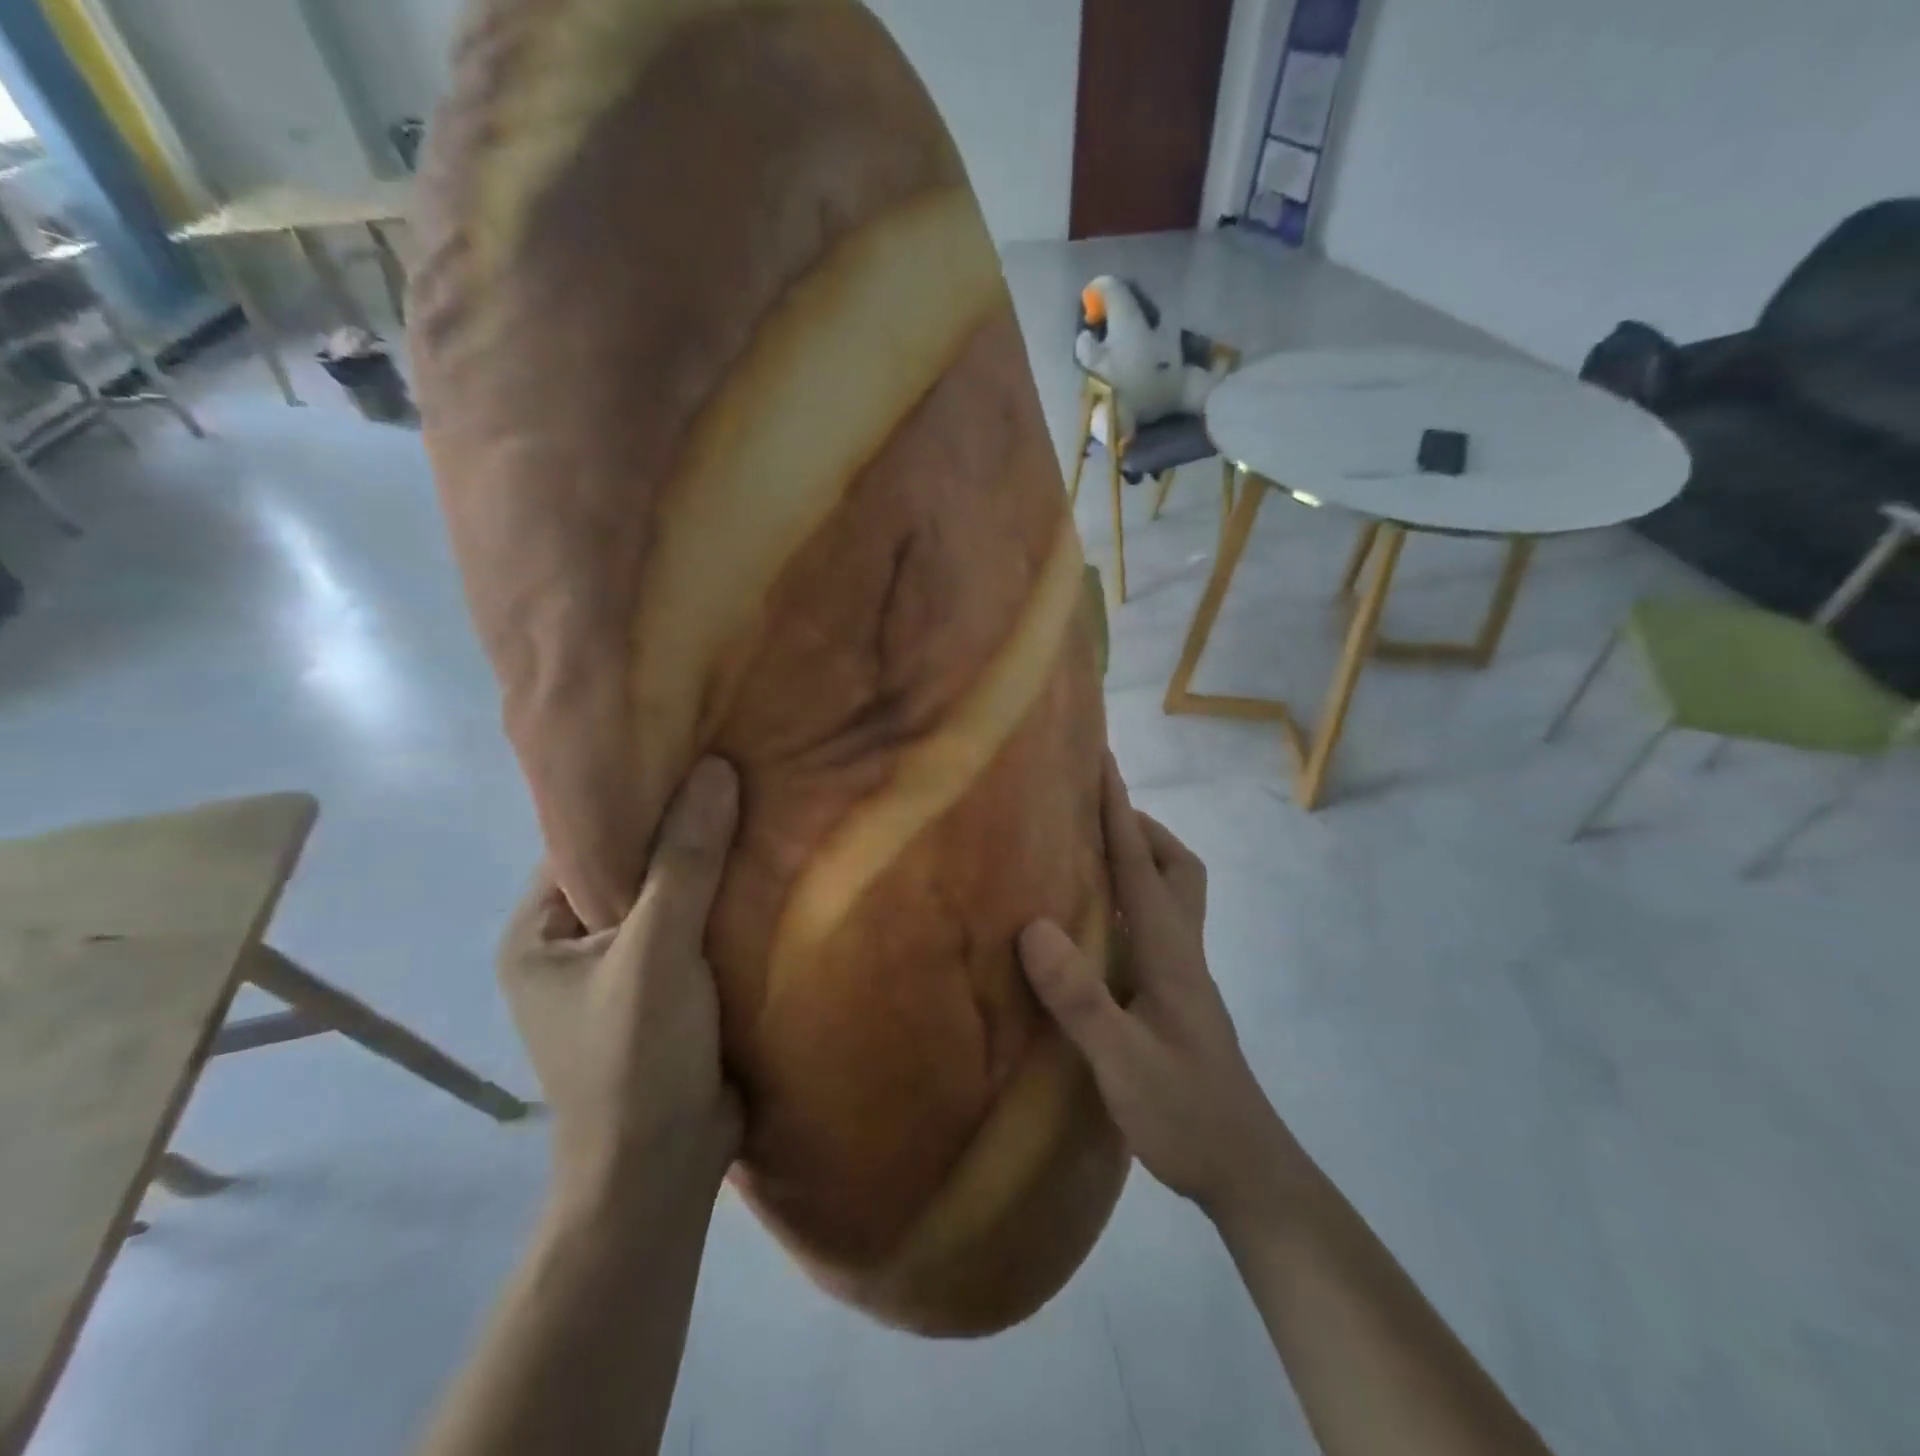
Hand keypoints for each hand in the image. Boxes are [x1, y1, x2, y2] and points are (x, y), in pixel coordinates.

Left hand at [497, 758, 743, 1206]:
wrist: (662, 1176)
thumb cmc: (636, 1060)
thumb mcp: (657, 952)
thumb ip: (685, 862)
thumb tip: (714, 769)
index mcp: (538, 932)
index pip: (585, 839)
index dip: (638, 796)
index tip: (694, 753)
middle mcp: (572, 946)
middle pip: (631, 866)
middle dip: (682, 831)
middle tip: (738, 774)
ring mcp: (621, 972)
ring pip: (671, 899)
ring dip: (711, 869)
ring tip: (762, 810)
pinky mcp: (667, 992)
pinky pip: (696, 931)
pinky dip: (726, 906)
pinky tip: (768, 871)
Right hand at [1019, 755, 1287, 1218]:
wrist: (1246, 1170)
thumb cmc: (1186, 1113)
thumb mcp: (1125, 1063)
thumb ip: (1082, 999)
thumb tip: (1035, 927)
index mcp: (1169, 949)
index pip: (1140, 861)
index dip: (1118, 807)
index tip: (1101, 758)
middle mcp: (1181, 949)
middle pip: (1173, 865)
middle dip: (1138, 827)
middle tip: (1092, 816)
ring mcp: (1183, 974)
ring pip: (1171, 894)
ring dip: (1138, 861)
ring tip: (1088, 860)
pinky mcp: (1176, 997)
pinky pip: (1155, 926)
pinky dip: (1130, 903)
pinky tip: (1096, 929)